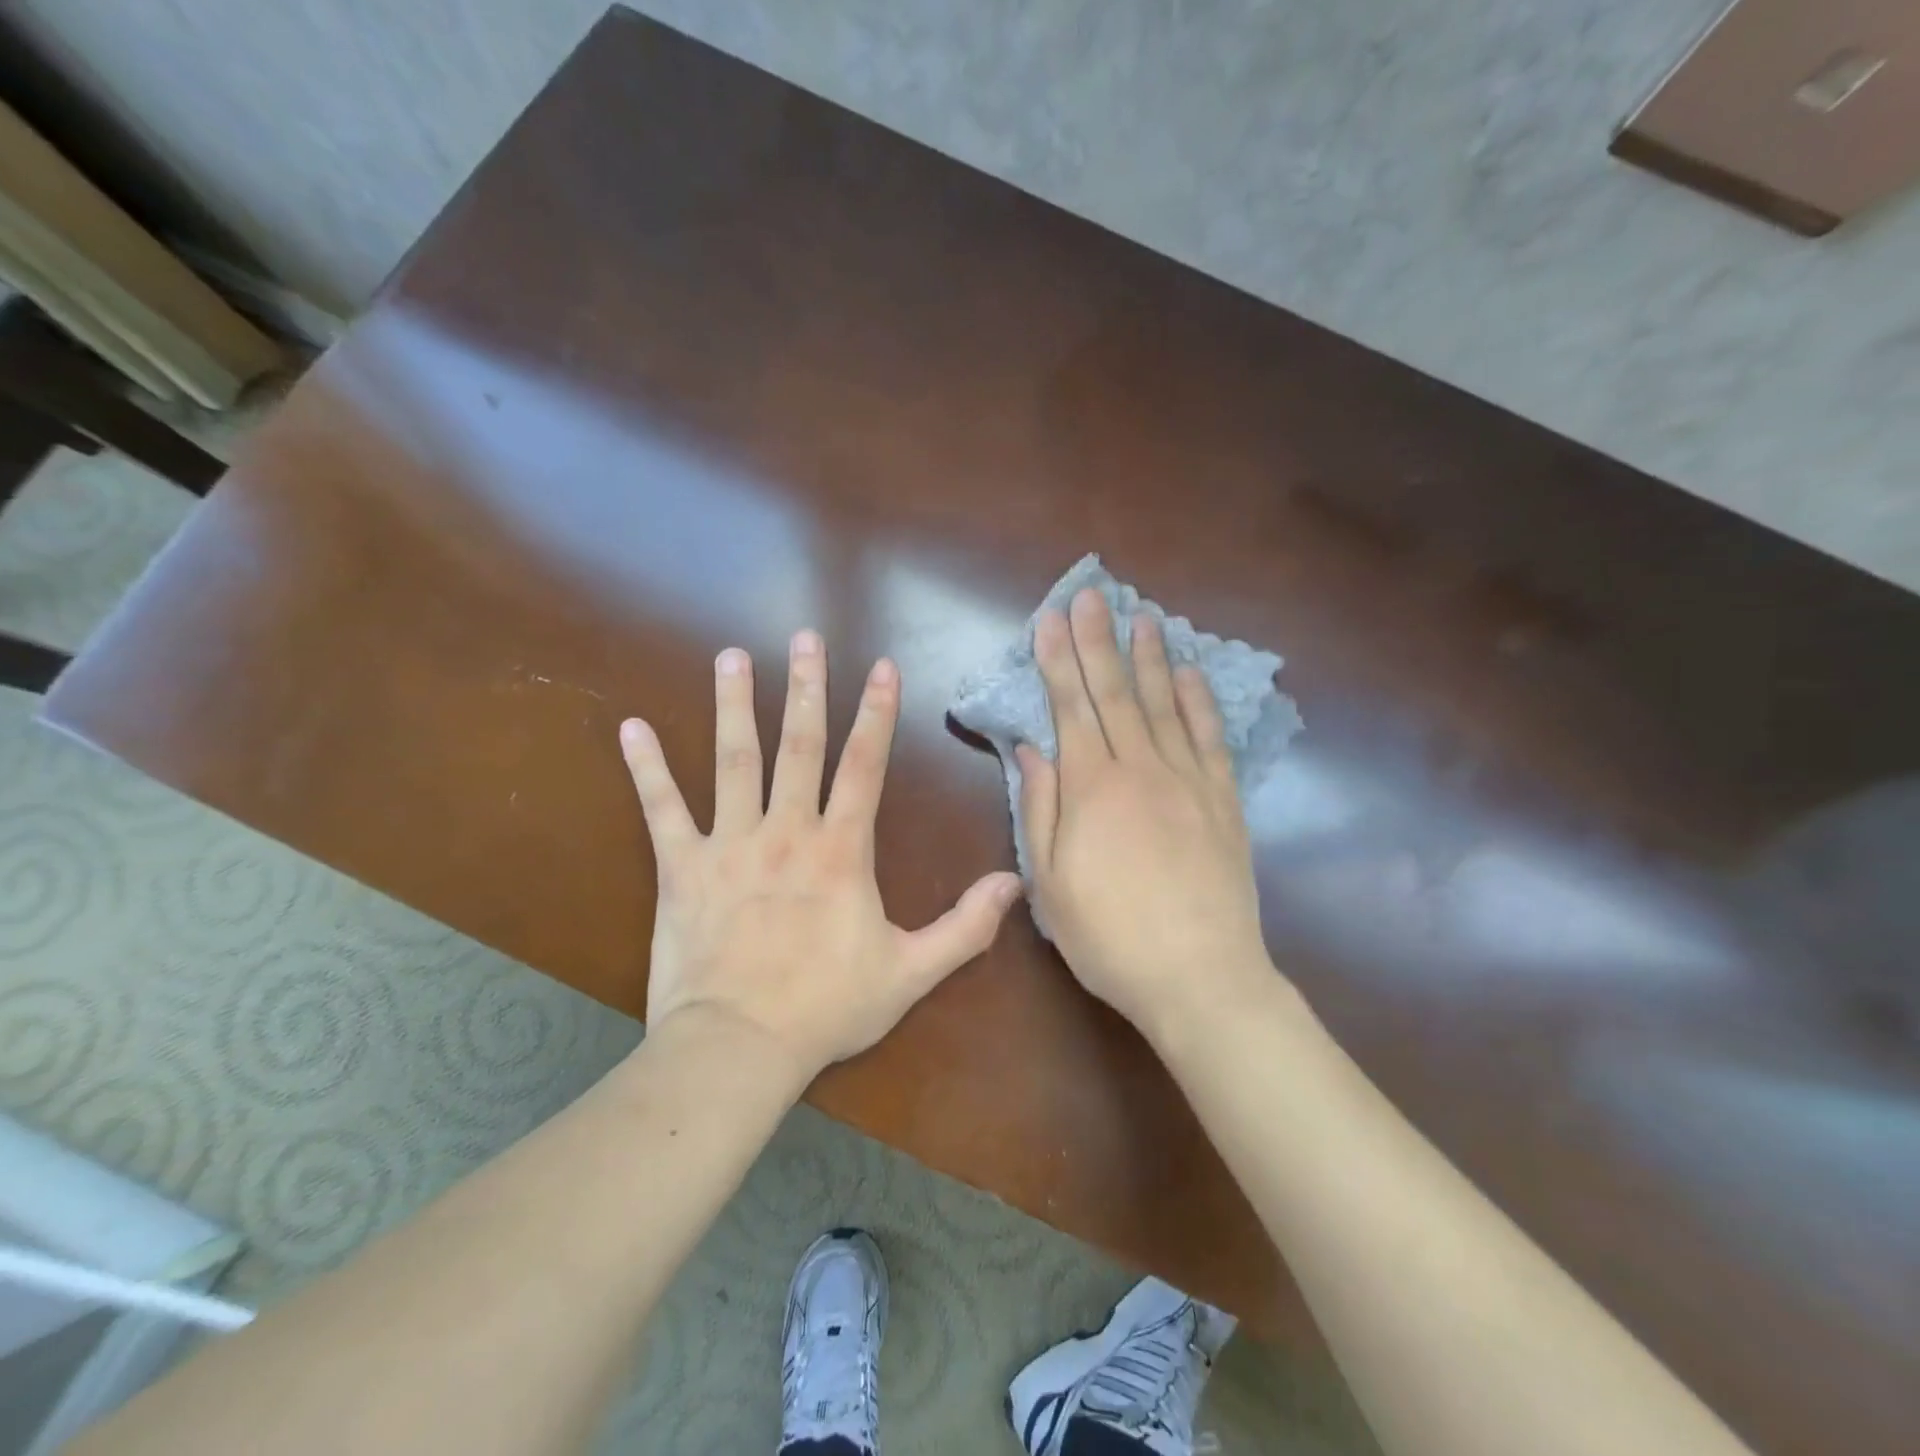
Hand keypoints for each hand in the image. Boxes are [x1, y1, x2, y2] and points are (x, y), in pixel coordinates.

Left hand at [619, 630, 1022, 1082]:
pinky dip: (646, 769)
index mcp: (840, 850)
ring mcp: (729, 844)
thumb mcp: (911, 973)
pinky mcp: (682, 868)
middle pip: (799, 745)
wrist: (738, 1048)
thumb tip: (1013, 883)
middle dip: (806, 687)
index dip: (876, 714)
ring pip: (733, 760)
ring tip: (731, 657)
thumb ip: (965, 926)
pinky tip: (633, 728)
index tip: (881, 666)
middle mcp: (786, 831)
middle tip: (804, 638)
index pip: (864, 766)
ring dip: (734, 705)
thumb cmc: (827, 1007)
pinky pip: (661, 809)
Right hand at [1020, 590, 1274, 1038]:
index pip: (1071, 708)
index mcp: (1093, 788)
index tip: (1050, 621)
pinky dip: (1199, 702)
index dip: (1058, 661)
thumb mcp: (1051, 882)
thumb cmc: (1110, 936)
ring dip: (1149, 658)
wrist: (1200, 977)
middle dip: (1098, 641)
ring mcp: (1188, 781)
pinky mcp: (1223, 801)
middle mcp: (1141, 769)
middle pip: (1115, 693)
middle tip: (1090, 596)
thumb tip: (1031, 749)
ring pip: (1164, 705)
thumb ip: (1039, 809)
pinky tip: (1189, 674)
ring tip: (1141, 617)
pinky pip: (1210, 739)